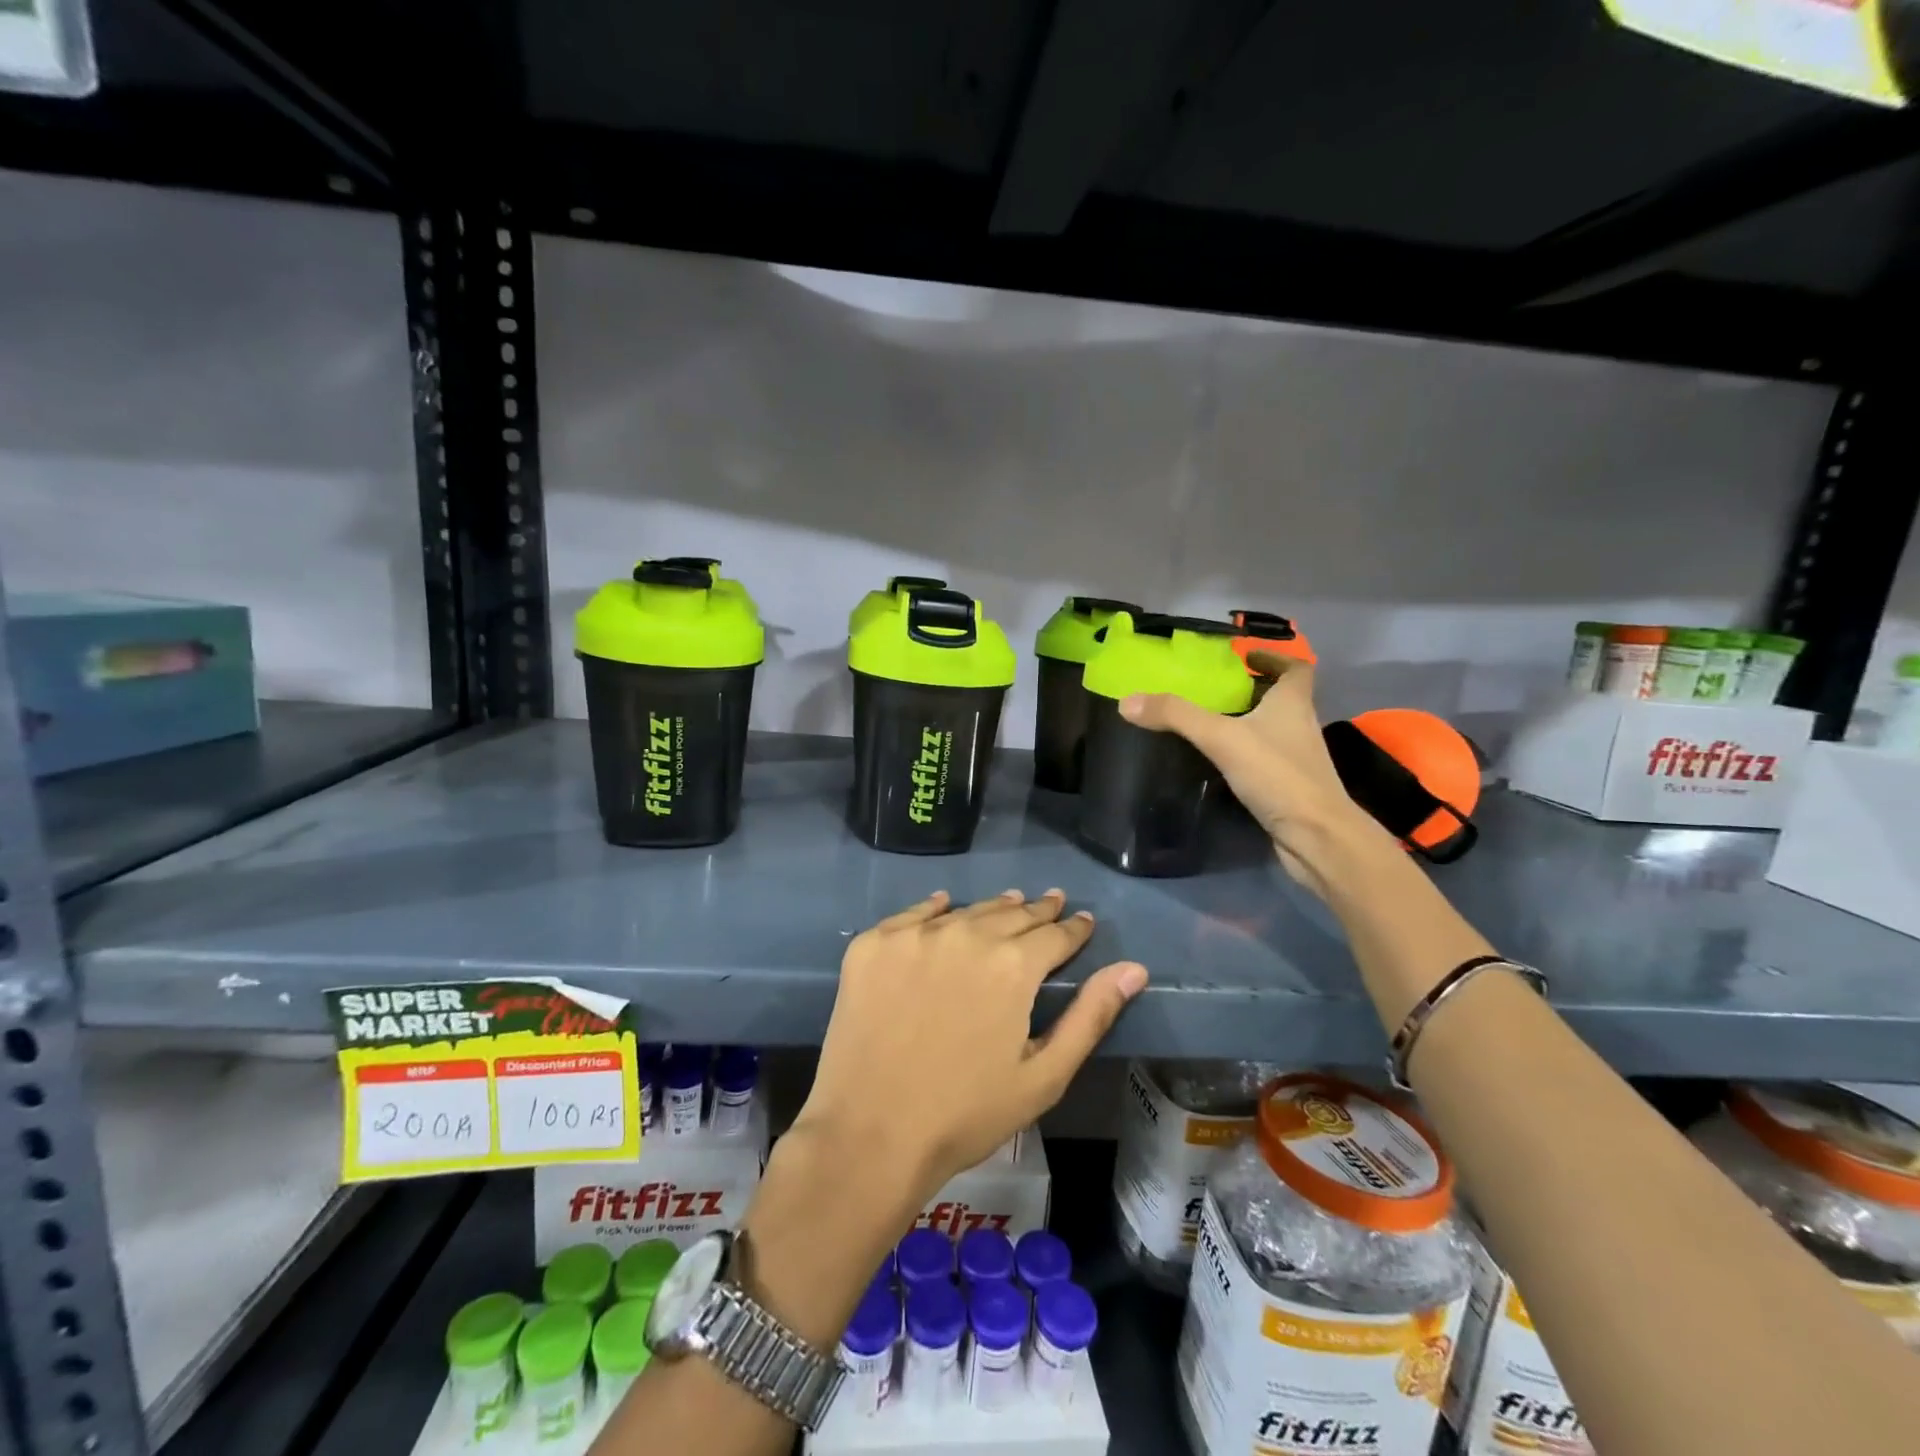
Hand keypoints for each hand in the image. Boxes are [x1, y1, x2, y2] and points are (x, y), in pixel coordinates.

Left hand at [792, 889, 1147, 1206]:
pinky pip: (913, 914)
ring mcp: (915, 935)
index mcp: (1014, 965)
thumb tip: (1134, 969)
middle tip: (1051, 902)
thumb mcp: (1043, 1076)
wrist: (869, 1133)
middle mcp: (967, 934)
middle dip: (1037, 911)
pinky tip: (945, 904)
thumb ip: (1090, 1016)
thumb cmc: (966, 1114)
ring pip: (966, 911)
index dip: (1073, 928)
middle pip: (1012, 914)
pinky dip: (934, 909)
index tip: (1082, 920)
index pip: (1055, 935)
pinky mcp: (873, 943)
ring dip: (993, 908)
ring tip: (1010, 902)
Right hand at [1118, 654, 1385, 896]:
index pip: (1296, 669)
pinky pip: (1265, 759)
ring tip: (1210, 721)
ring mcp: (1297, 759)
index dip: (1275, 658)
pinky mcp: (1289, 787)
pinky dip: (1246, 754)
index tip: (1248, 657)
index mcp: (1293, 703)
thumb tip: (1127, 701)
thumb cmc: (1277, 776)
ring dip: (1249, 721)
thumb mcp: (1221, 738)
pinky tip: (1219, 762)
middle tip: (1216, 688)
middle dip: (1254, 689)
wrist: (1316, 836)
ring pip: (1273, 729)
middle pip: (1283, 698)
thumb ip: (1176, 716)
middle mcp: (1300, 726)